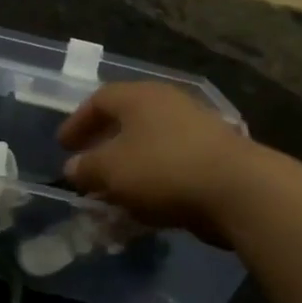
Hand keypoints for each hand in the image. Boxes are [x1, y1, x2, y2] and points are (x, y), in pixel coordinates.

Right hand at [58, 82, 256, 242]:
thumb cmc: (164, 169)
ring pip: (150, 144)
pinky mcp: (215, 156)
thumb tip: (73, 168)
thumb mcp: (111, 170)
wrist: (238, 189)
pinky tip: (146, 205)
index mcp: (139, 97)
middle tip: (87, 166)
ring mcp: (195, 128)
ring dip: (129, 167)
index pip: (100, 99)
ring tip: (113, 192)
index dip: (78, 122)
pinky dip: (153, 180)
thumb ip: (87, 168)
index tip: (63, 146)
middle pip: (127, 120)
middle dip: (104, 145)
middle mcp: (167, 103)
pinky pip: (171, 164)